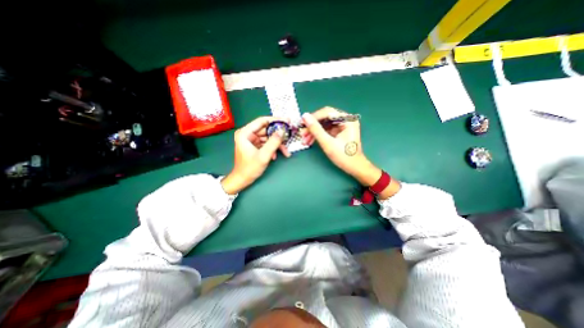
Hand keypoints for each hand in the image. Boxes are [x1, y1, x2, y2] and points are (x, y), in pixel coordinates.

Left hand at [220, 116, 289, 194]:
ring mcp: (251, 140)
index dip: (275, 120)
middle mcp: (247, 134)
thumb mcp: (263, 155)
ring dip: (277, 144)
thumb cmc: (250, 168)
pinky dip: (272, 148)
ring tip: (286, 151)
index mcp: (245, 133)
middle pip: (266, 129)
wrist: (242, 180)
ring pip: (268, 137)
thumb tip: (282, 130)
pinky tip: (275, 156)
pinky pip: (266, 143)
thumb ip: (273, 142)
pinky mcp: (255, 145)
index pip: (262, 121)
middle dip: (278, 135)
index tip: (287, 121)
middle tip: (289, 137)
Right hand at [304, 106, 381, 186]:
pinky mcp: (339, 132)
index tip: (302, 123)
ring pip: (324, 124)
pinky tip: (310, 141)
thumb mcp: (328, 143)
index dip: (313, 117)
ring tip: (304, 140)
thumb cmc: (343, 156)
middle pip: (325, 118)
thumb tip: (305, 116)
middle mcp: (345, 120)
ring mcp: (342, 126)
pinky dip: (318, 135)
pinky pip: (326, 130)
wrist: (354, 168)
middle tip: (302, 134)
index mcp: (347, 120)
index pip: (327, 112)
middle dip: (312, 126)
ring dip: (313, 132)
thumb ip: (316, 129)